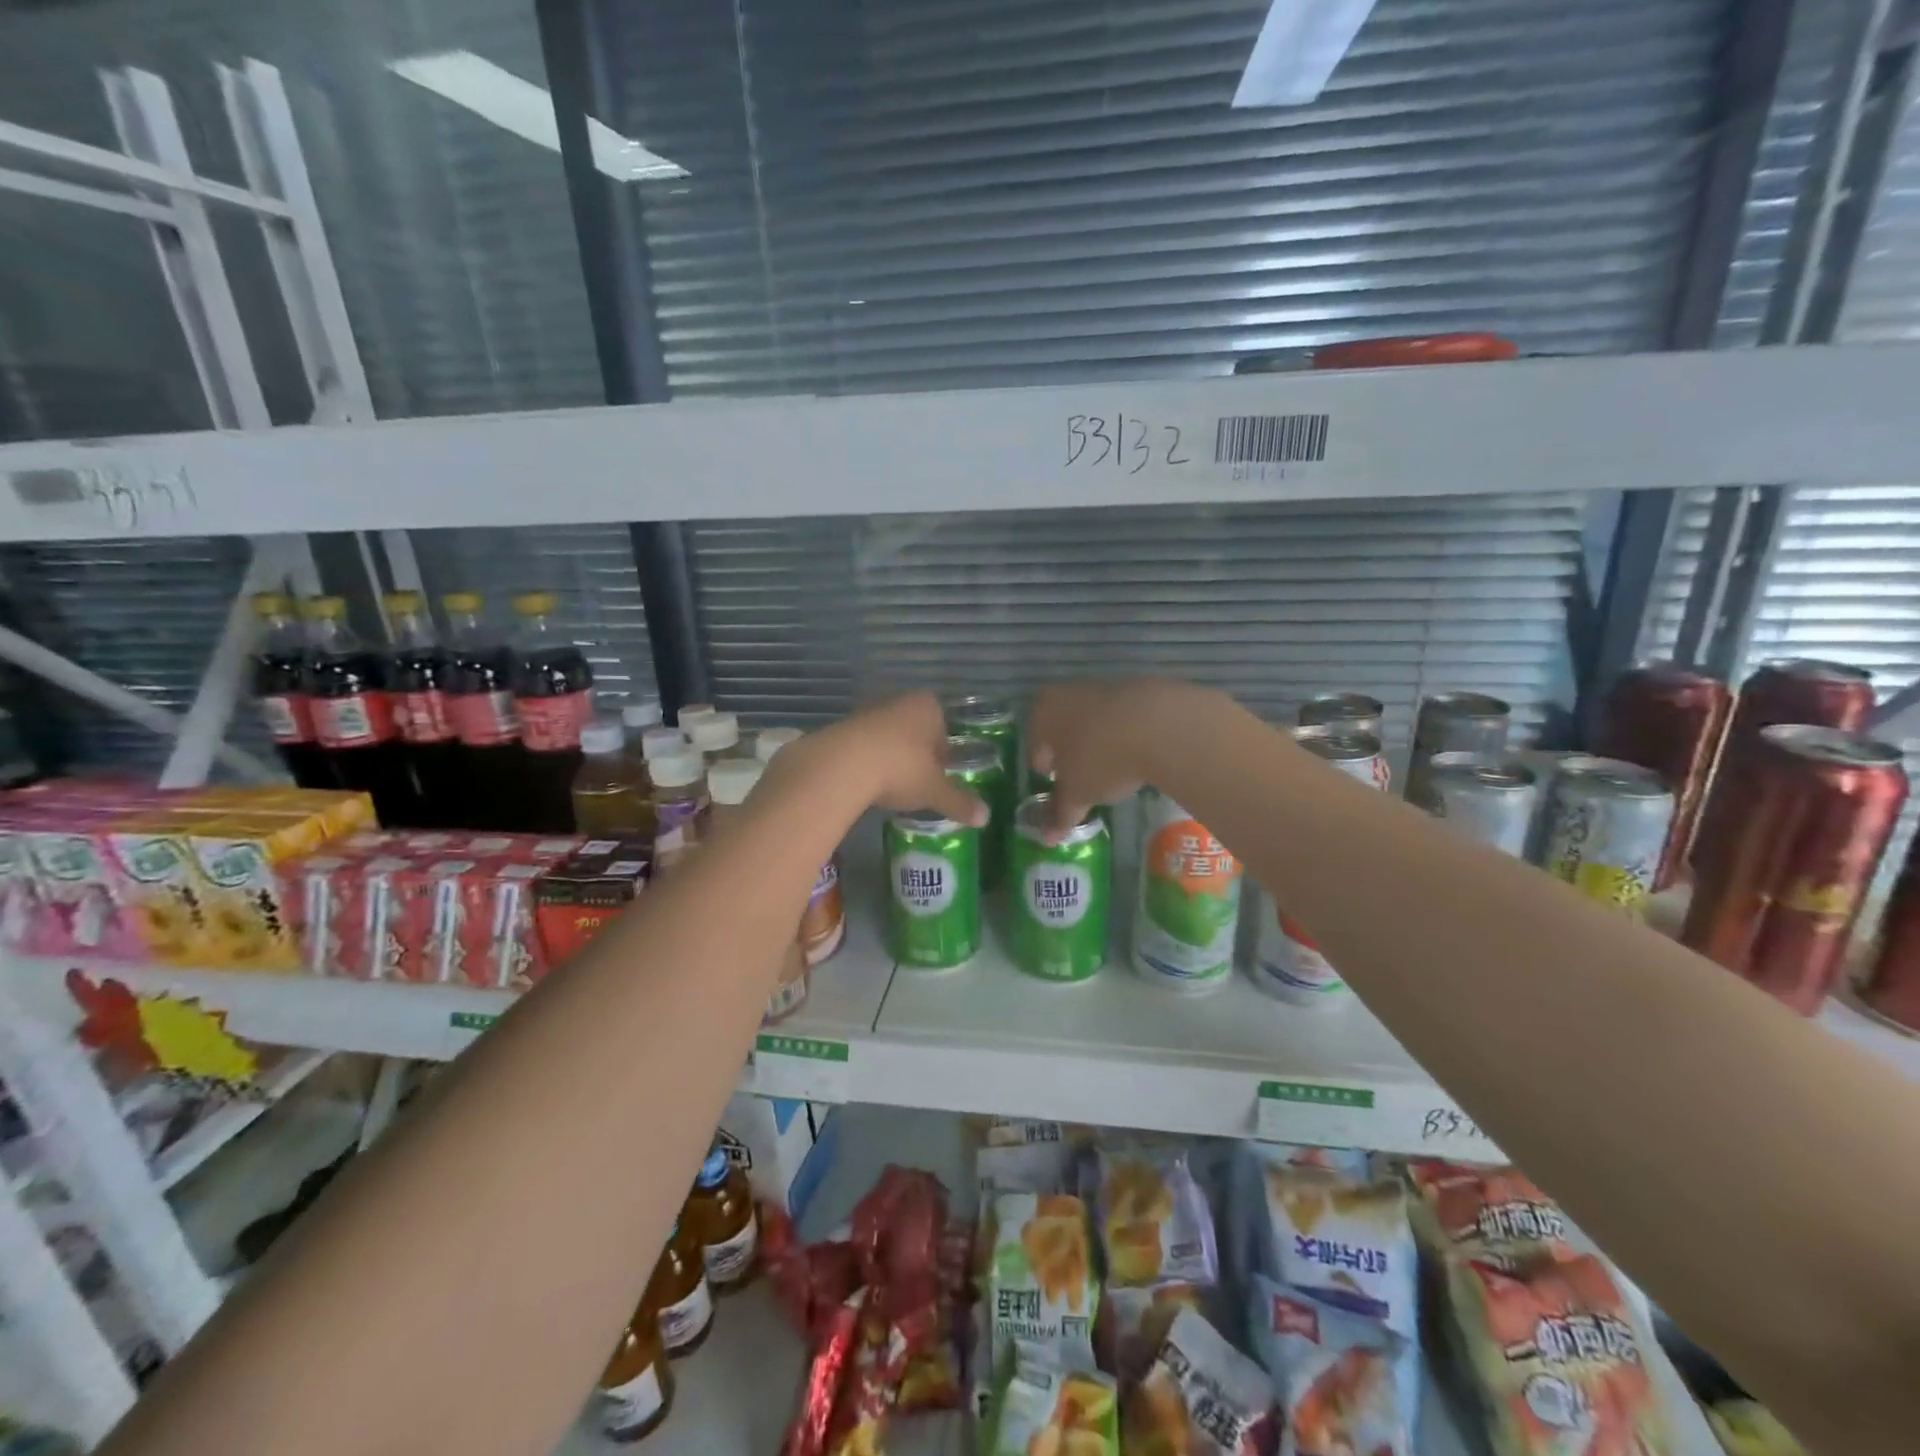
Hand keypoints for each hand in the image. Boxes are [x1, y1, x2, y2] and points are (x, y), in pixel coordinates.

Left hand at [812, 692, 987, 825]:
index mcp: (927, 707)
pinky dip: (867, 761)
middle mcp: (899, 702)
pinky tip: (866, 784)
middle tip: (918, 782)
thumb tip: (985, 817)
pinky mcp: (842, 728)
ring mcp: (868, 712)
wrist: (841, 765)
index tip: (940, 773)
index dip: (943, 750)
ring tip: (891, 786)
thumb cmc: (900, 768)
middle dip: (917, 752)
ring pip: (888, 736)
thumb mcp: (934, 790)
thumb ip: (959, 801)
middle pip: (915, 729)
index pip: (944, 725)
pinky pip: (863, 745)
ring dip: (891, 756)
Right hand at [1027, 678, 1186, 837]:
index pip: (1035, 748)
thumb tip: (1047, 838)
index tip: (1060, 789)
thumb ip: (1060, 813)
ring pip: (1093, 720)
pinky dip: (1126, 733)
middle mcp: (1067, 693)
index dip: (1046, 773)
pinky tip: (1139, 752)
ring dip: (1099, 741)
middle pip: (1063, 729)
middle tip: (1084, 779)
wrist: (1161, 724)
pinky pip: (1123, 717)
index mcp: (1042, 714)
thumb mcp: (1078, 793)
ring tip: (1115, 768)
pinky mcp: (1138, 687)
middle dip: (1071, 753)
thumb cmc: (1101, 758)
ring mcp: (1104, 686)